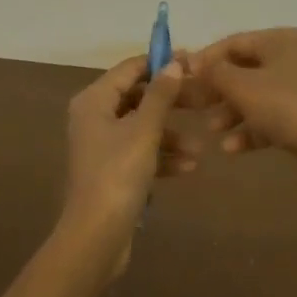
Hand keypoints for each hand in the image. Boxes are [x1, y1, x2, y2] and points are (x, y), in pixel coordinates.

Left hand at [61, 54, 193, 259]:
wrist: (96, 234)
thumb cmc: (118, 173)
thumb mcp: (144, 130)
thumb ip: (160, 95)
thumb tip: (174, 64)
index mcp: (94, 101)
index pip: (129, 69)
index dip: (160, 63)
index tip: (192, 62)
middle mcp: (93, 118)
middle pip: (137, 98)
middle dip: (170, 103)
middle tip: (202, 102)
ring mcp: (102, 146)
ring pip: (142, 128)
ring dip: (170, 136)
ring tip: (198, 148)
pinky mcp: (111, 171)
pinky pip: (140, 154)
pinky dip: (161, 158)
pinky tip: (188, 168)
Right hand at [187, 28, 296, 167]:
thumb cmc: (285, 106)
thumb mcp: (242, 87)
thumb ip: (214, 72)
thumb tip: (194, 62)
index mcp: (282, 39)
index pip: (235, 42)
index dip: (205, 59)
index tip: (182, 77)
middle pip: (247, 70)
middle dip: (219, 92)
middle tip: (196, 107)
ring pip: (260, 96)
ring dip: (232, 113)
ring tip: (213, 132)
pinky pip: (276, 116)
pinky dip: (253, 129)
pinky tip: (232, 149)